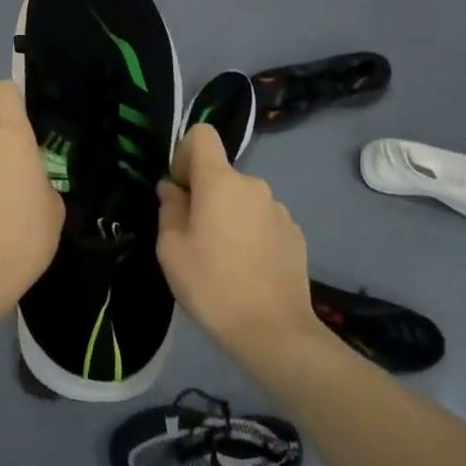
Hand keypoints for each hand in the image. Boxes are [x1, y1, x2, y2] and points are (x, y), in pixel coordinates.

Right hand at [156, 124, 314, 353]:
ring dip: (228, 216)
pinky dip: (250, 234)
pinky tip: (247, 270)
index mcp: (221, 182)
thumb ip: (169, 209)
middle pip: (221, 174)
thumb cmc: (212, 284)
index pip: (202, 134)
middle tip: (193, 238)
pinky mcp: (296, 234)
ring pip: (242, 200)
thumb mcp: (171, 249)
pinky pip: (262, 221)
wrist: (273, 330)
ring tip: (222, 260)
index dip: (184, 153)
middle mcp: (254, 185)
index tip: (179, 189)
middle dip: (204, 195)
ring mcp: (280, 210)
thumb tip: (172, 190)